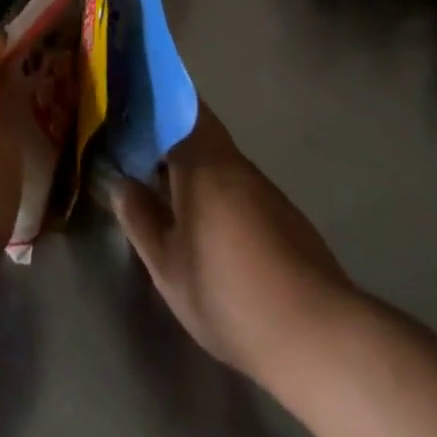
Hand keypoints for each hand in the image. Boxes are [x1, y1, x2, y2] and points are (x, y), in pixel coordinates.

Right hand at [112, 106, 350, 381]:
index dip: (152, 100)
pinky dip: (214, 190)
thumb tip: (121, 184)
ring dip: (190, 166)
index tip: (126, 107)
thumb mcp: (167, 265)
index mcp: (203, 161)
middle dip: (166, 137)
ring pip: (218, 160)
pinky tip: (203, 224)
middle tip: (133, 153)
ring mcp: (263, 188)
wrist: (316, 335)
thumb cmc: (228, 293)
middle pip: (197, 130)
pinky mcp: (283, 215)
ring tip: (159, 188)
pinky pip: (237, 185)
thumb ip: (139, 218)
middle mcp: (235, 163)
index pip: (176, 106)